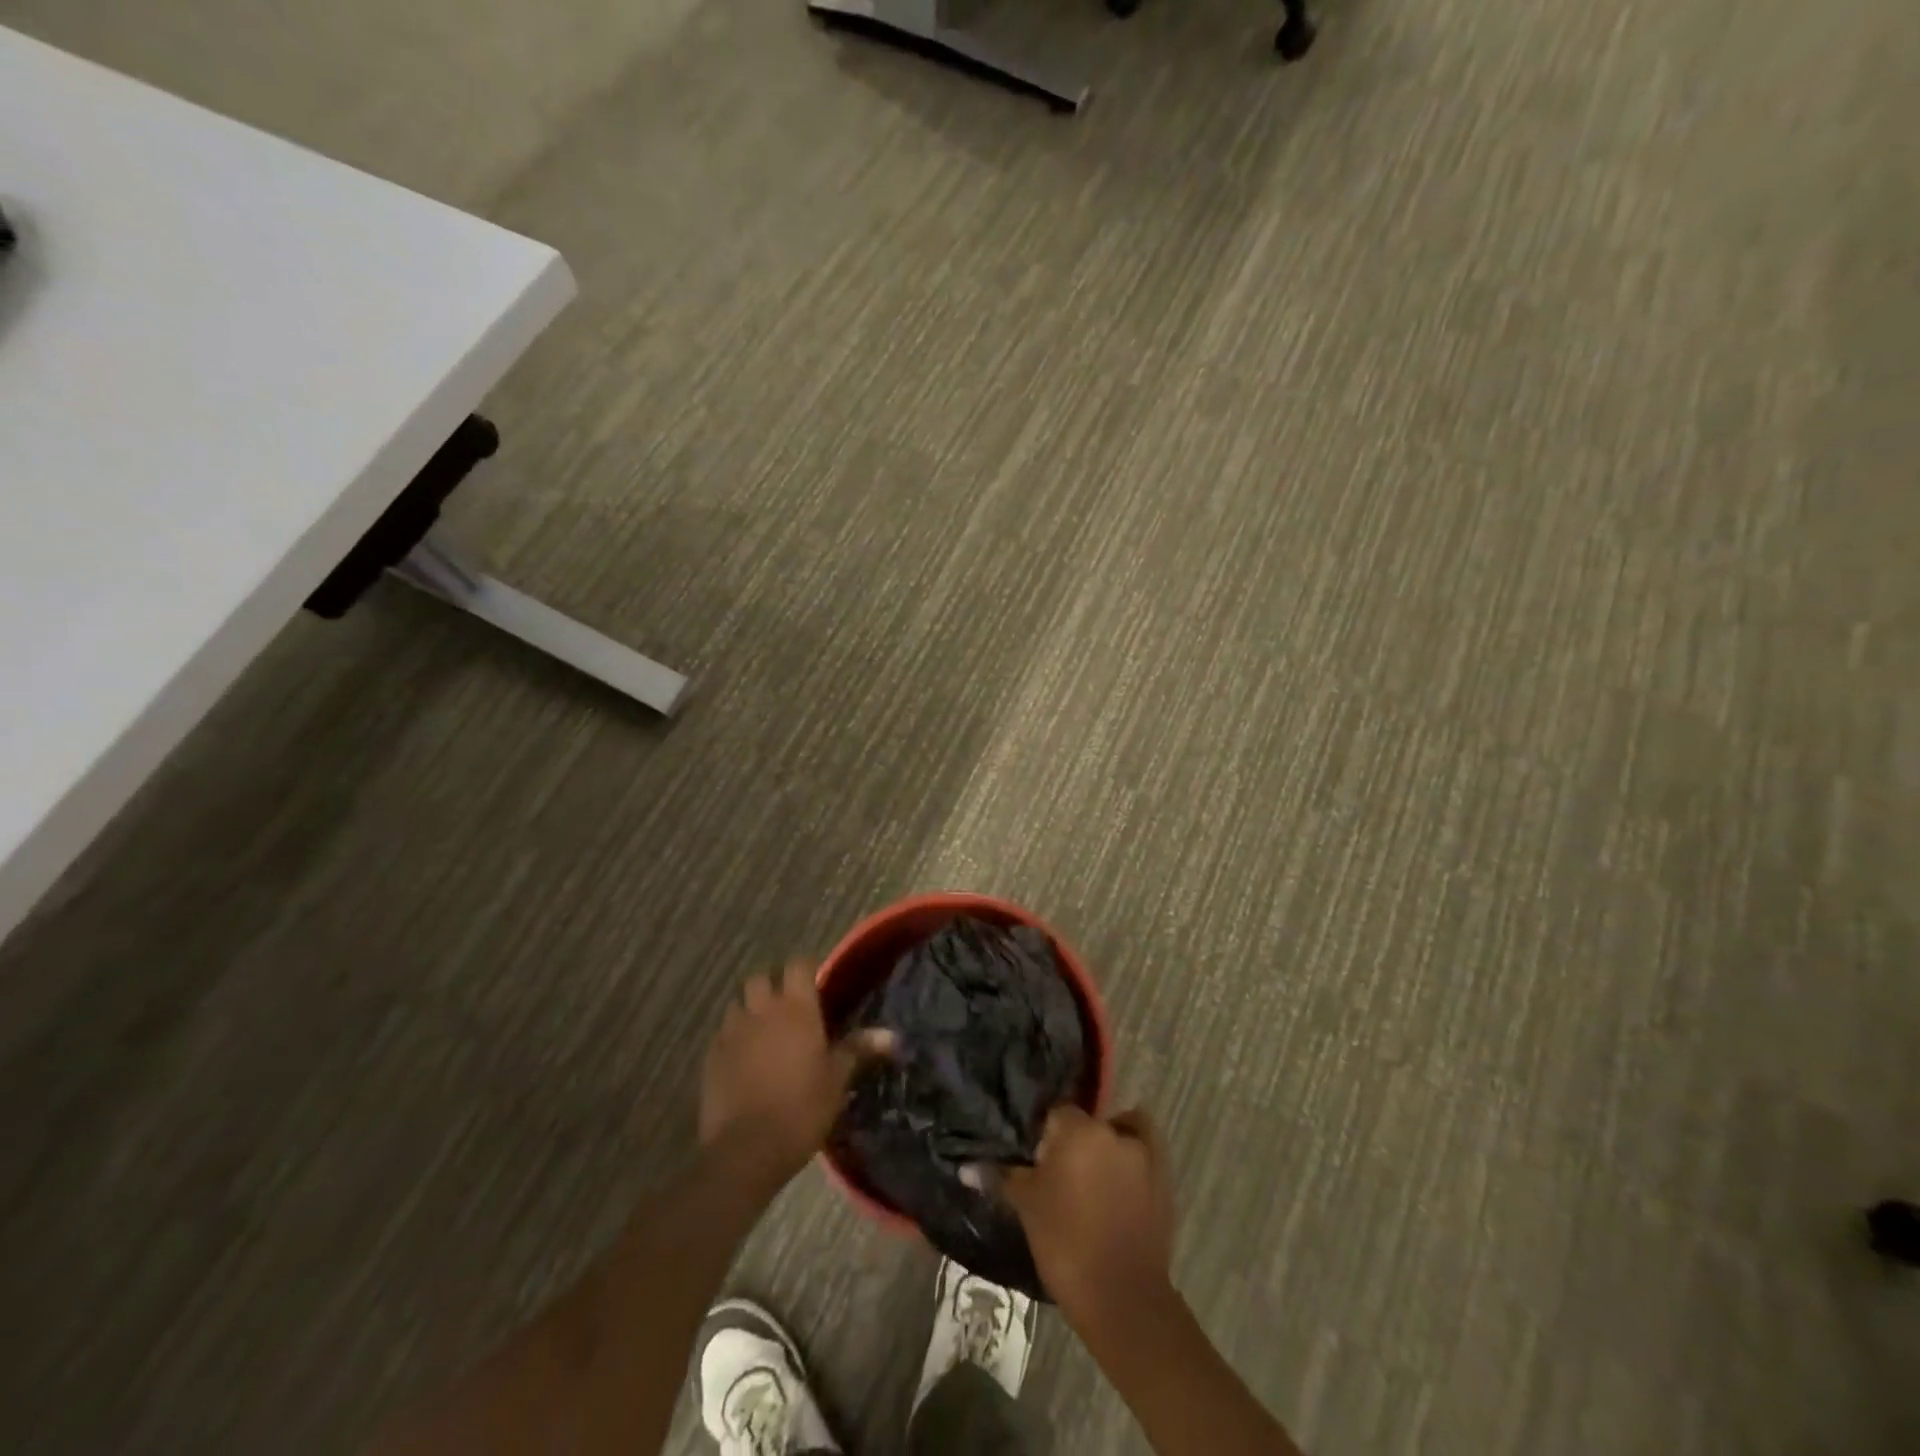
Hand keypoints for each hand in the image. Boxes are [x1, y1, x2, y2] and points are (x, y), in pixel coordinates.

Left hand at [699, 961, 891, 1192]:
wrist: (746, 1150)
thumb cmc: (802, 1109)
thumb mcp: (837, 1080)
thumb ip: (858, 1049)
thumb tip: (891, 1034)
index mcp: (796, 1008)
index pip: (799, 965)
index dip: (807, 969)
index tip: (816, 984)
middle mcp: (762, 1009)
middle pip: (761, 978)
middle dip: (773, 986)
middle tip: (788, 1008)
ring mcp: (732, 1031)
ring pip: (738, 1004)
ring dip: (750, 1010)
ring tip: (764, 1033)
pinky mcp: (711, 1055)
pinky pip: (723, 1033)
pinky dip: (734, 1038)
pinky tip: (743, 1060)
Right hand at [1001, 1106, 1177, 1332]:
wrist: (1123, 1298)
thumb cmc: (1066, 1244)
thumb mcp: (1027, 1208)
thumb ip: (1000, 1177)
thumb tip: (965, 1167)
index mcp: (1078, 1130)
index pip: (1057, 1114)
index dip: (1046, 1137)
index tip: (1038, 1163)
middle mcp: (1112, 1130)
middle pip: (1088, 1124)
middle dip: (1075, 1142)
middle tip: (1062, 1176)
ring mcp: (1144, 1152)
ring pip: (1118, 1133)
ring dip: (1106, 1148)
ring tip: (1093, 1182)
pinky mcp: (1165, 1176)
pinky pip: (1145, 1150)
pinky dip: (1133, 1157)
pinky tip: (1121, 1181)